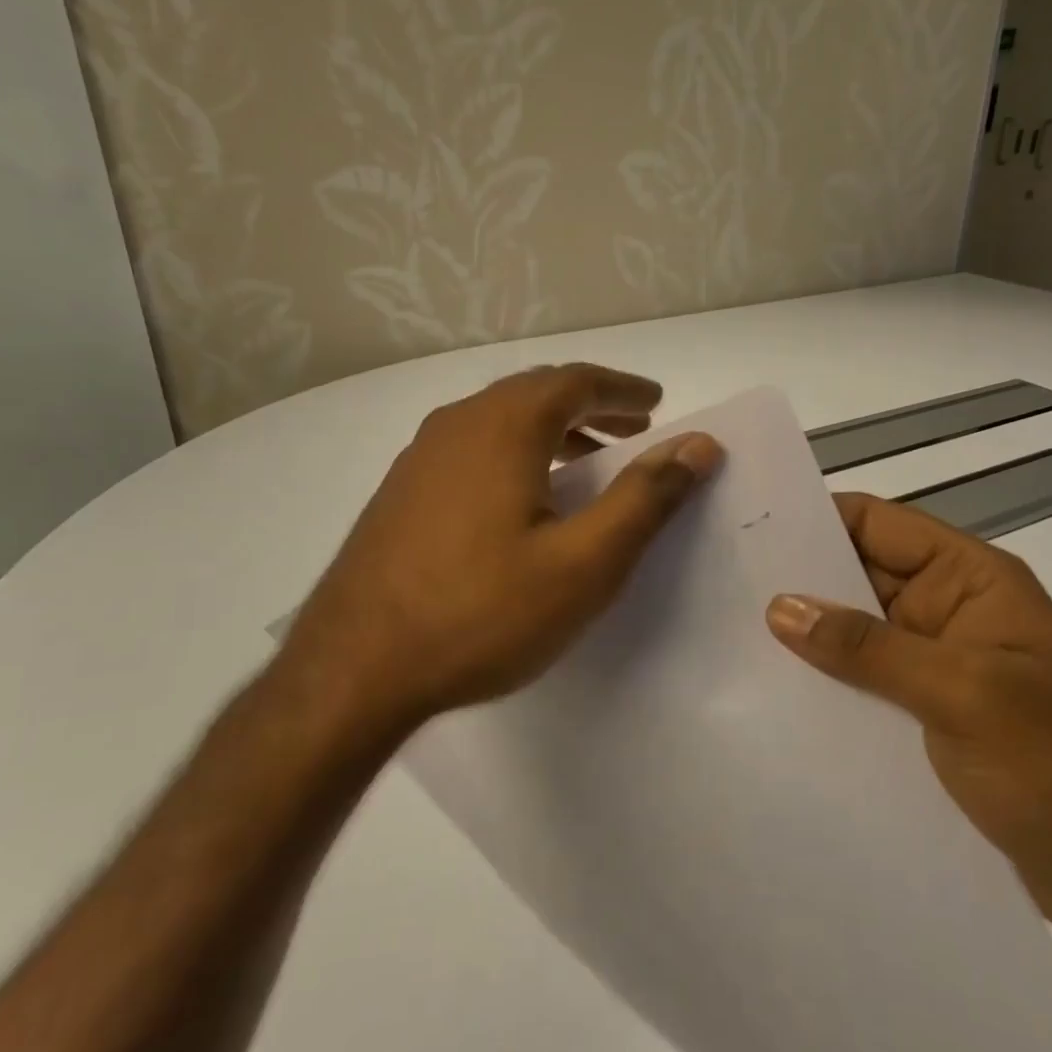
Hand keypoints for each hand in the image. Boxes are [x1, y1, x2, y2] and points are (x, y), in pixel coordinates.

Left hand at [278, 364, 721, 733]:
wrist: (353, 670)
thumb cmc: (481, 613)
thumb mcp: (584, 563)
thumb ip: (645, 498)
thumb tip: (698, 445)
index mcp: (503, 426)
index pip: (576, 381)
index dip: (623, 387)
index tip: (657, 400)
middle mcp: (457, 424)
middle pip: (536, 392)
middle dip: (591, 404)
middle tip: (633, 424)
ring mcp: (420, 456)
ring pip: (501, 420)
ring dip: (553, 429)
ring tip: (590, 459)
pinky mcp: (401, 492)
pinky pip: (473, 448)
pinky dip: (516, 451)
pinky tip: (525, 496)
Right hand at [766, 493, 1051, 945]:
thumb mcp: (965, 695)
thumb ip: (869, 649)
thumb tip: (781, 606)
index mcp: (972, 580)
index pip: (881, 524)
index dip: (818, 517)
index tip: (750, 525)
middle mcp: (949, 611)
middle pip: (861, 574)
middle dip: (800, 577)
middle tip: (723, 581)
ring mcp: (937, 664)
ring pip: (857, 631)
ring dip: (808, 635)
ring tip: (731, 634)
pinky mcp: (927, 713)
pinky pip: (865, 681)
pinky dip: (827, 681)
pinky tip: (775, 691)